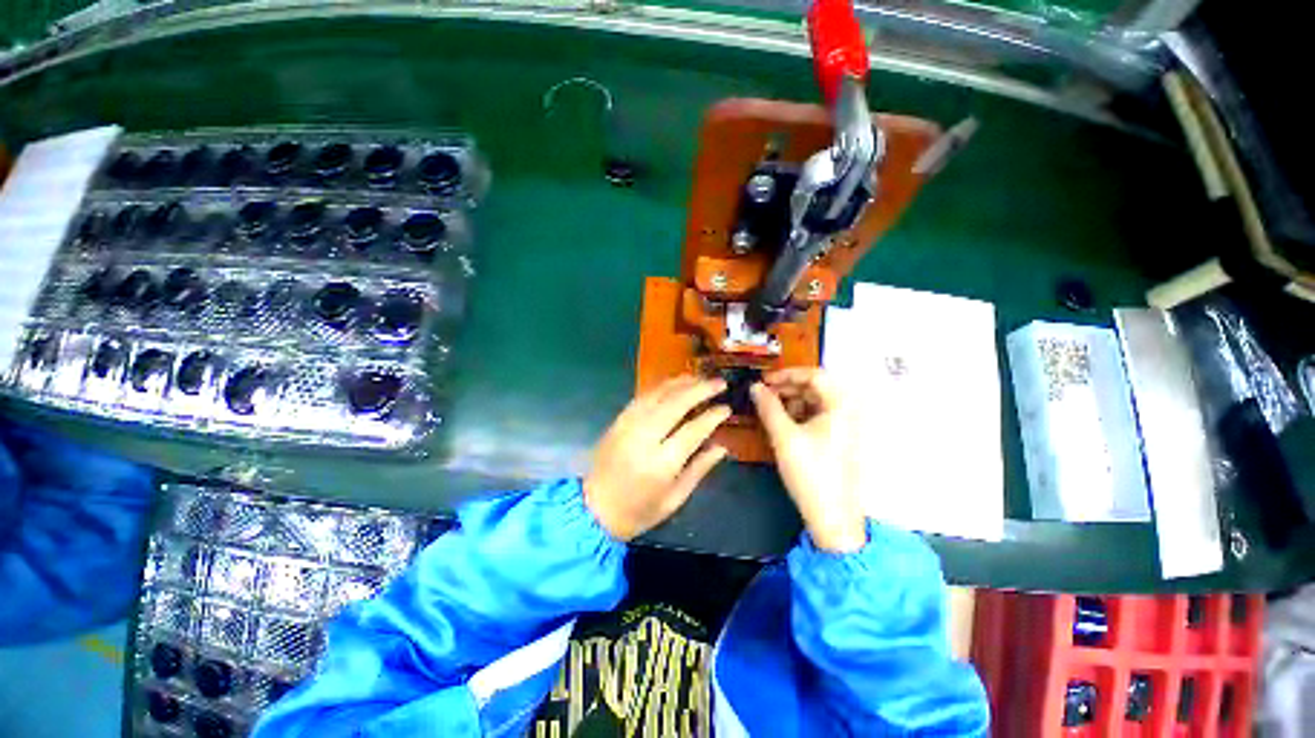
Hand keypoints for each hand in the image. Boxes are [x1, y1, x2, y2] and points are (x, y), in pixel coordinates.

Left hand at [584, 376, 731, 540]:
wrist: (593, 509)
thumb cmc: (638, 511)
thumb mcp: (674, 499)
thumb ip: (699, 469)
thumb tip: (722, 446)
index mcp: (661, 463)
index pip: (693, 430)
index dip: (712, 416)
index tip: (727, 408)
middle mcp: (644, 438)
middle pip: (676, 403)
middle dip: (700, 389)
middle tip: (720, 383)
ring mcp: (628, 425)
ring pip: (658, 394)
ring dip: (682, 383)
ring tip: (701, 378)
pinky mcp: (618, 420)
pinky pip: (643, 396)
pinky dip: (662, 387)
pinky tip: (675, 384)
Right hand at [751, 368, 865, 552]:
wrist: (832, 517)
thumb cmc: (810, 472)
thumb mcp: (784, 436)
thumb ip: (768, 407)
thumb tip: (754, 386)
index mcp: (839, 406)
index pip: (814, 375)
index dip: (786, 374)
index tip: (763, 380)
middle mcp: (846, 411)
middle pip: (814, 388)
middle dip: (786, 389)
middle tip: (762, 396)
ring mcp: (843, 427)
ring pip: (813, 403)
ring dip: (790, 403)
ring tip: (769, 413)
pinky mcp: (837, 440)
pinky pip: (815, 418)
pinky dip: (797, 417)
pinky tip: (781, 426)